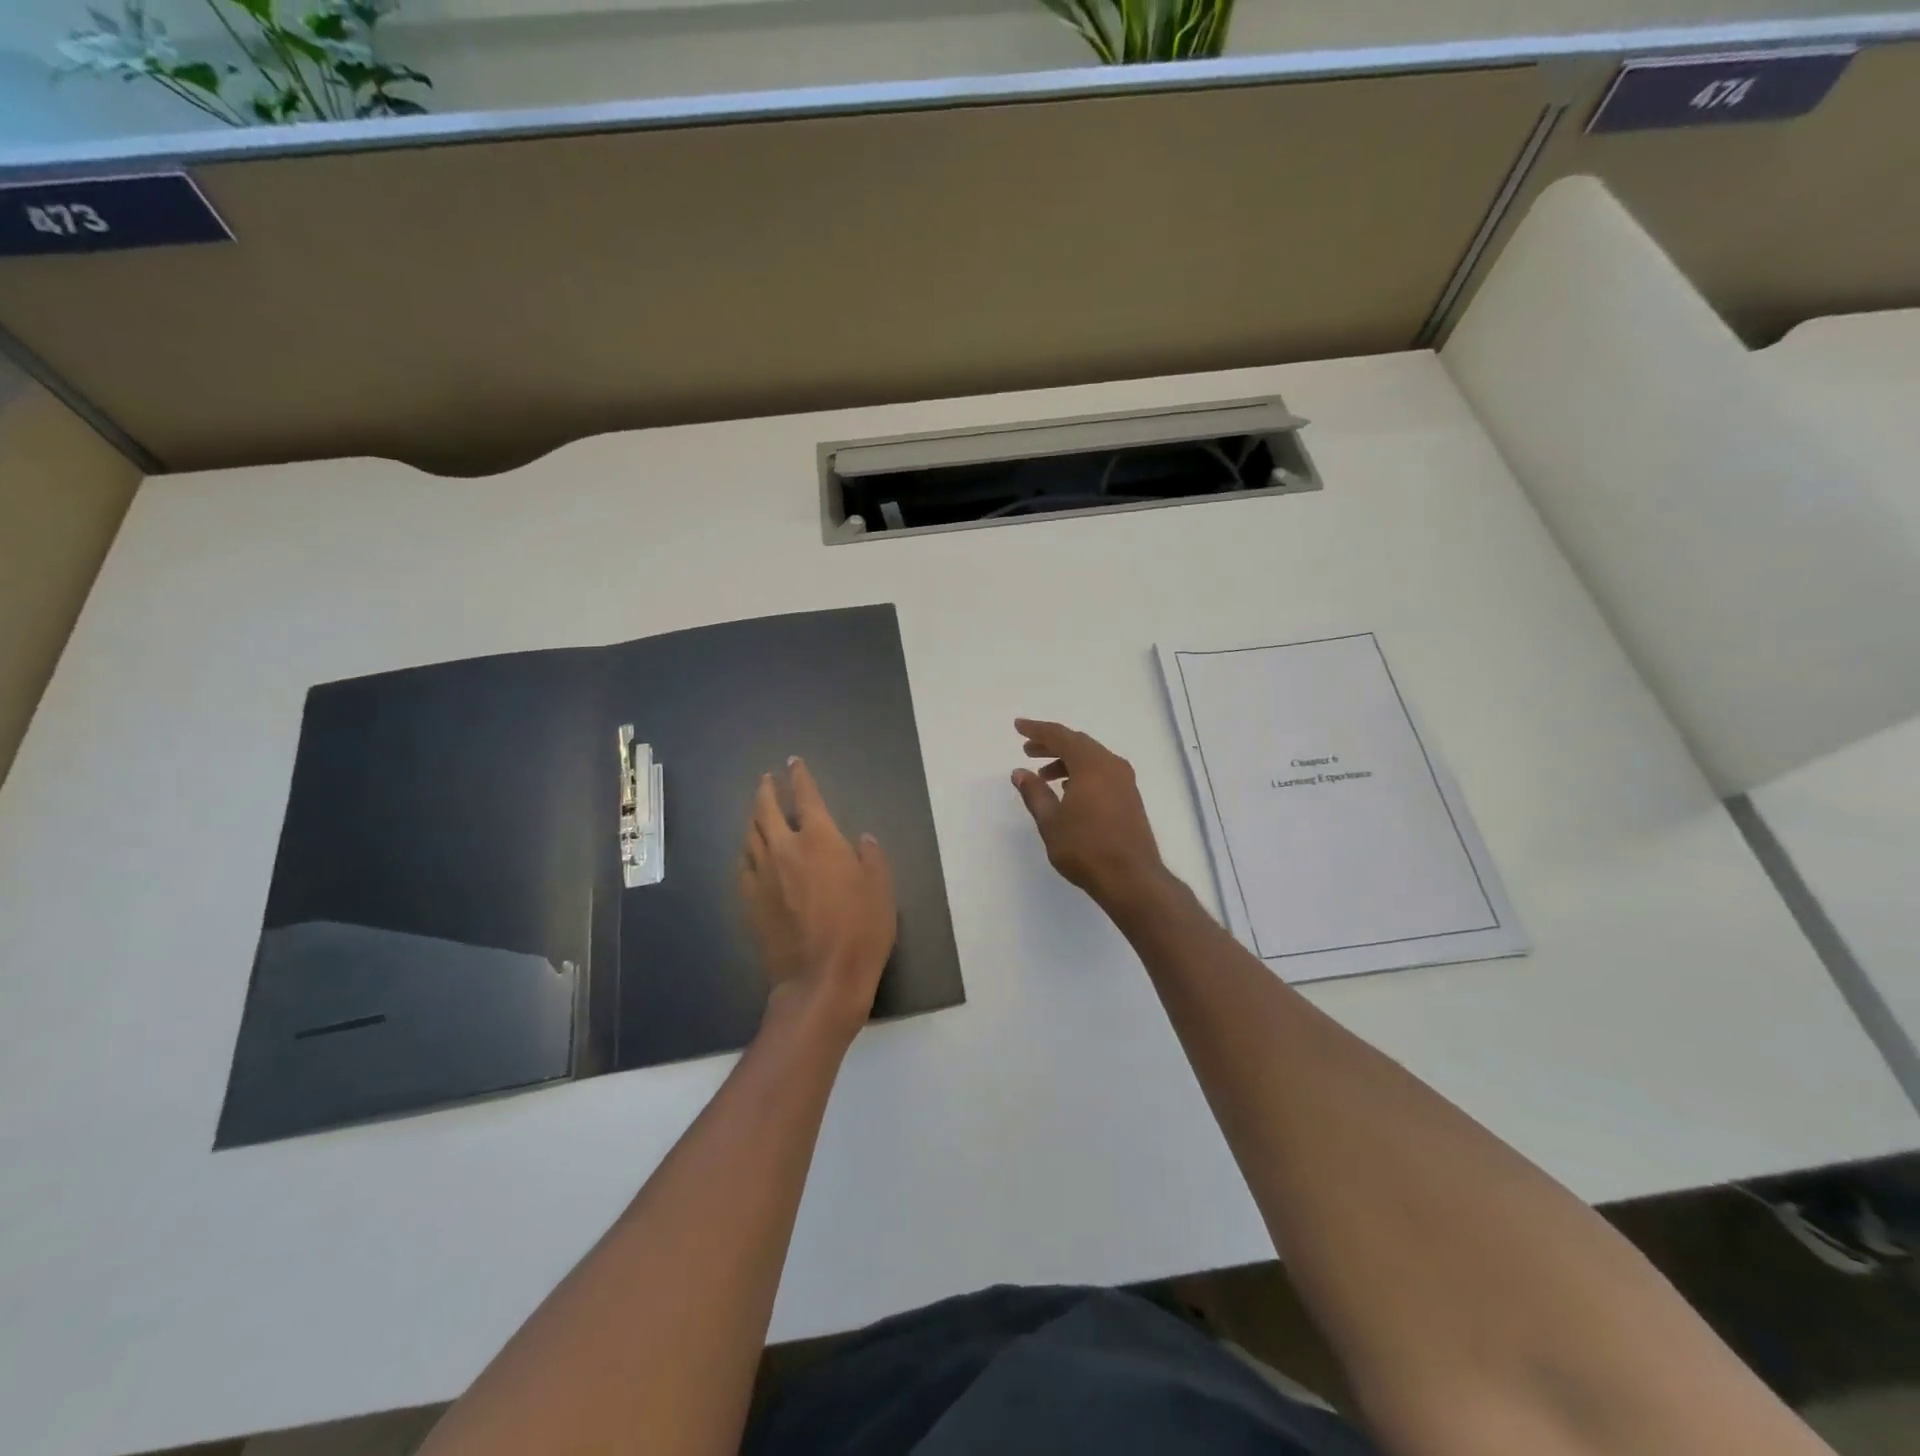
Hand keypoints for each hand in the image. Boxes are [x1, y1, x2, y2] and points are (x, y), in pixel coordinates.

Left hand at [738, 757, 896, 1042]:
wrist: (820, 980)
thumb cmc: (861, 931)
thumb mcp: (882, 890)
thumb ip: (871, 858)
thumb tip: (861, 839)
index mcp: (820, 840)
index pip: (806, 796)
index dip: (799, 777)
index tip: (793, 763)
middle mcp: (785, 849)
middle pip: (767, 810)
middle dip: (767, 790)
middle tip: (767, 780)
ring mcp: (763, 876)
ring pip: (751, 835)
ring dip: (754, 817)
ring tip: (757, 810)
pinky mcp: (750, 901)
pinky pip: (743, 865)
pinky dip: (746, 850)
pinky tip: (749, 851)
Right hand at [1011, 719, 1168, 911]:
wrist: (1131, 878)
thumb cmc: (1085, 848)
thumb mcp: (1050, 821)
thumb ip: (1034, 793)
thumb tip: (1020, 772)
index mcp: (1091, 764)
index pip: (1060, 736)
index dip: (1037, 730)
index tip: (1018, 727)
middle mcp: (1111, 765)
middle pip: (1078, 744)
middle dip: (1051, 744)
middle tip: (1028, 750)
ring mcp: (1125, 782)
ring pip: (1091, 758)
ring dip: (1066, 761)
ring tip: (1044, 776)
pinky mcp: (1130, 798)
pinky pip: (1102, 772)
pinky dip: (1082, 773)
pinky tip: (1069, 790)